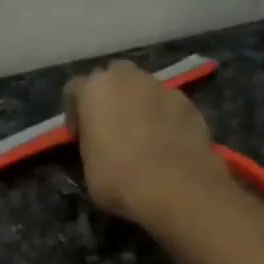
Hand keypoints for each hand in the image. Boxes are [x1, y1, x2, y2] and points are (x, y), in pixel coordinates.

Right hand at [63, 61, 224, 224]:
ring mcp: (163, 87)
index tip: (79, 137)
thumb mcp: (87, 168)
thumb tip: (97, 146)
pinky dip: (165, 119)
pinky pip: (169, 106)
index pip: (74, 89)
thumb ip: (89, 145)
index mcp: (95, 89)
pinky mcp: (189, 103)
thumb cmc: (118, 178)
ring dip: (139, 106)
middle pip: (114, 79)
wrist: (175, 186)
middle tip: (111, 129)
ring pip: (144, 90)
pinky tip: (166, 145)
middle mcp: (129, 77)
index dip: (74, 114)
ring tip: (143, 138)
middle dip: (110, 98)